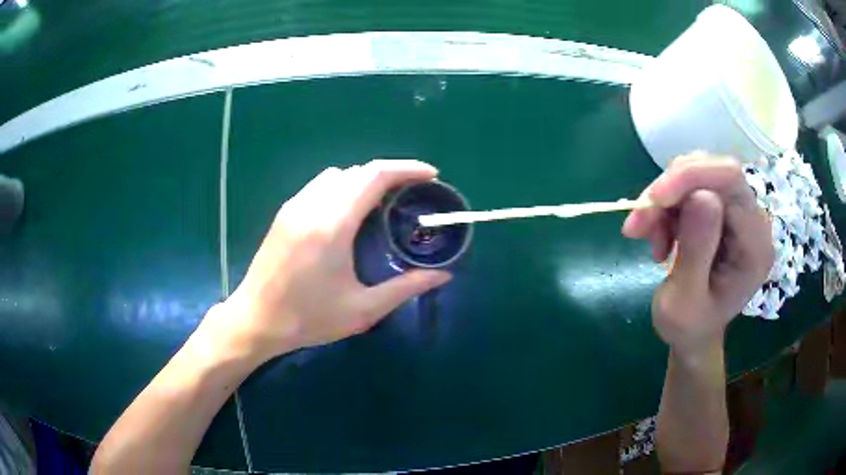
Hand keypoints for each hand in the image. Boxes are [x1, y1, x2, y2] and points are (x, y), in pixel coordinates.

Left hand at [217, 160, 451, 363]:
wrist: (256, 320)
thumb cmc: (308, 318)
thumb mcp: (362, 310)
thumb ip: (405, 288)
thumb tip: (443, 276)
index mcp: (333, 225)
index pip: (374, 176)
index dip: (407, 169)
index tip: (430, 175)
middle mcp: (312, 206)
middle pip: (358, 171)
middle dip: (390, 174)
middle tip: (411, 193)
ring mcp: (294, 206)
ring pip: (337, 175)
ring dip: (363, 180)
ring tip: (381, 203)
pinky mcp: (284, 214)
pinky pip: (319, 186)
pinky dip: (342, 188)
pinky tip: (348, 214)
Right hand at [622, 153, 773, 353]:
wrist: (694, 333)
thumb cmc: (689, 327)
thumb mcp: (684, 302)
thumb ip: (697, 252)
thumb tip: (700, 195)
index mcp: (755, 245)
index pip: (731, 181)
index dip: (692, 177)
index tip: (653, 199)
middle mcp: (753, 220)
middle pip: (712, 172)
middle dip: (670, 191)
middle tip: (639, 224)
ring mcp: (738, 212)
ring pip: (696, 175)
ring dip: (664, 202)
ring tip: (648, 237)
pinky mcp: (722, 209)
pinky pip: (689, 187)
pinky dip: (666, 206)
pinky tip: (659, 235)